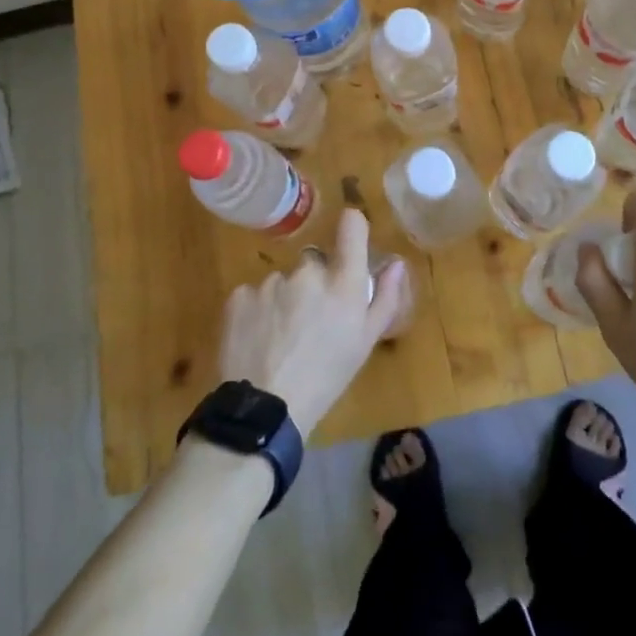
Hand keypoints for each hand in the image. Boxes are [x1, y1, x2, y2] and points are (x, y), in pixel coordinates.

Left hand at [217, 209, 409, 437]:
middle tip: (310, 322)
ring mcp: (271, 282)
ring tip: (280, 339)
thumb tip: (395, 263)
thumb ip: (384, 297)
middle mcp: (307, 273)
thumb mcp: (365, 343)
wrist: (265, 410)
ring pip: (282, 282)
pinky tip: (257, 340)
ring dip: (283, 300)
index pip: (351, 226)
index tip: (349, 237)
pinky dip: (256, 312)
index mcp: (343, 282)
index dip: (351, 227)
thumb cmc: (326, 378)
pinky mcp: (240, 295)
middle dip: (313, 284)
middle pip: (313, 263)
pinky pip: (253, 295)